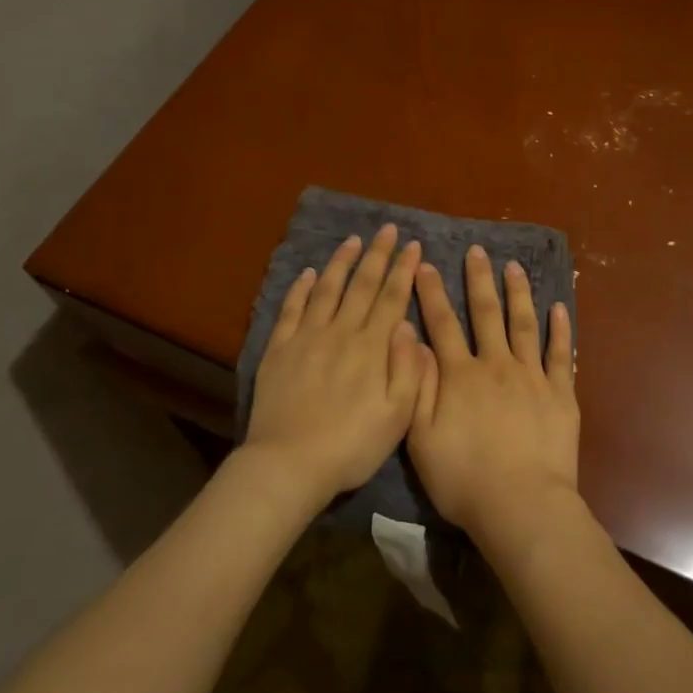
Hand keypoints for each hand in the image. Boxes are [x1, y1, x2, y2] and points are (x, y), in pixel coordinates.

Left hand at [243, 225, 423, 497]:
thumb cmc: (352, 445)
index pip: (392, 298)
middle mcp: (341, 332)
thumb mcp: (398, 415)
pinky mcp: (279, 349)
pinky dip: (301, 288)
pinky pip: (291, 309)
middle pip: (362, 285)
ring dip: (342, 262)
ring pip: (327, 289)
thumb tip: (408, 326)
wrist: (289, 463)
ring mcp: (307, 338)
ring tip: (352, 240)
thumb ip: (408, 368)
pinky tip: (309, 274)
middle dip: (377, 254)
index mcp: (372, 348)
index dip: (403, 269)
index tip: (413, 245)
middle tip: (387, 229)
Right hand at [408, 245, 579, 544]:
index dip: (431, 293)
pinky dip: (560, 330)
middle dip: (478, 280)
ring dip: (518, 293)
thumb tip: (411, 339)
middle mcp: (495, 365)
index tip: (425, 265)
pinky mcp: (560, 394)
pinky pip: (559, 354)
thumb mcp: (420, 437)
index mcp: (459, 375)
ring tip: (514, 267)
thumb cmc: (463, 478)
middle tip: (478, 250)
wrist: (521, 504)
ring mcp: (531, 376)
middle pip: (485, 314)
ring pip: (523, 324)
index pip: (441, 324)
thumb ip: (416, 385)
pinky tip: (559, 308)